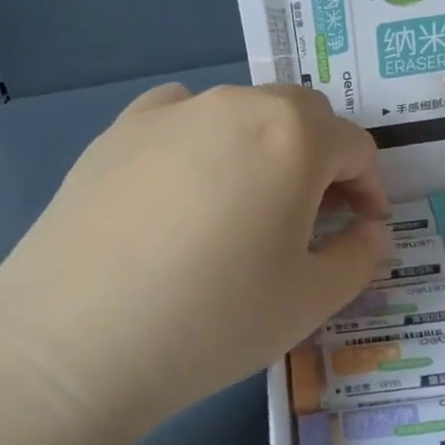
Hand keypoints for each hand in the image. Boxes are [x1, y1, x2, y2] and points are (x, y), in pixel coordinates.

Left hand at [0, 83, 389, 442]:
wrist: (74, 340)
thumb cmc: (213, 319)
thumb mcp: (312, 300)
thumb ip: (360, 255)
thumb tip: (368, 228)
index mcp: (293, 135)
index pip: (355, 147)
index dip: (369, 190)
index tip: (361, 231)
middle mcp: (233, 103)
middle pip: (300, 117)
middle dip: (320, 162)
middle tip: (309, 221)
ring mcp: (168, 112)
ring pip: (239, 114)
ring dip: (262, 150)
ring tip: (243, 209)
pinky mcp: (115, 132)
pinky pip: (179, 120)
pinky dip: (200, 142)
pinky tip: (183, 191)